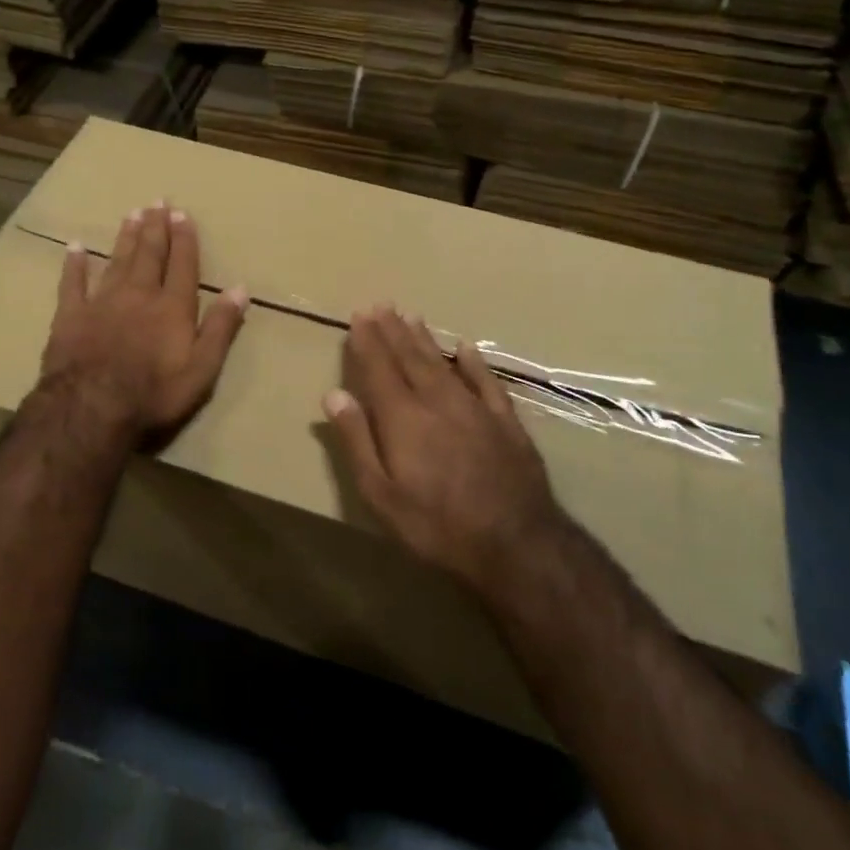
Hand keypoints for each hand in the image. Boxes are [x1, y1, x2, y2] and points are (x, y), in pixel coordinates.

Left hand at [41, 203, 248, 436]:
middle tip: (157, 202)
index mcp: (172, 307)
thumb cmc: (154, 393)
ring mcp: (102, 302)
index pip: (183, 265)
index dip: (184, 239)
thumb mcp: (202, 368)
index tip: (183, 214)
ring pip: (117, 260)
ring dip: (125, 237)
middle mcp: (139, 294)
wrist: (91, 407)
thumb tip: (240, 288)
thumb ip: (221, 327)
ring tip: (131, 214)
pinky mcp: (70, 315)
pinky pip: (72, 283)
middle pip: (149, 254)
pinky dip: (74, 264)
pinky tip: (74, 247)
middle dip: (155, 228)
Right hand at [324, 307, 565, 593]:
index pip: (379, 368)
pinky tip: (466, 347)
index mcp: (402, 417)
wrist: (516, 543)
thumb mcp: (381, 494)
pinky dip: (473, 362)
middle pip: (409, 358)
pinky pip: (486, 380)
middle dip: (392, 331)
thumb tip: (334, 394)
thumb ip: (357, 440)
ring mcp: (474, 407)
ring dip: (424, 339)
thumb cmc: (436, 524)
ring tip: (411, 316)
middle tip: (381, 305)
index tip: (359, 316)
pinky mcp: (505, 421)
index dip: (367, 341)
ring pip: (443, 362)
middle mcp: (436, 401)